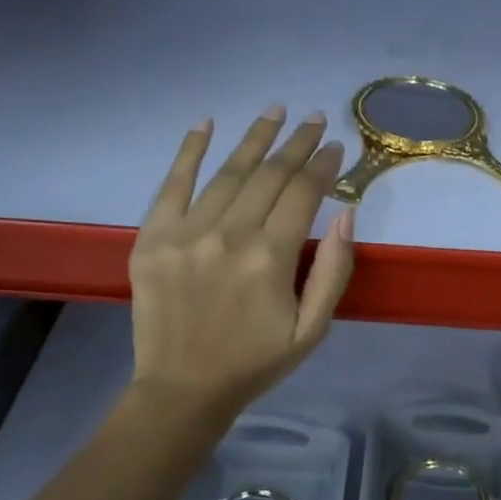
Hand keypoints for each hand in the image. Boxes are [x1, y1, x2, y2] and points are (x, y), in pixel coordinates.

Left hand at [128, 107, 354, 416]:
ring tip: (275, 111)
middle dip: (297, 143)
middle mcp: (229, 235)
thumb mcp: (312, 328)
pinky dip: (188, 151)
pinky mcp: (152, 238)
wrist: (183, 389)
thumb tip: (348, 214)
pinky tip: (205, 123)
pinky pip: (172, 184)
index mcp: (271, 258)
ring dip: (254, 138)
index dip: (323, 165)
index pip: (303, 193)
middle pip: (269, 175)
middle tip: (315, 119)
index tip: (336, 146)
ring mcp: (185, 233)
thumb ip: (334, 271)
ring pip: (227, 172)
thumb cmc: (255, 361)